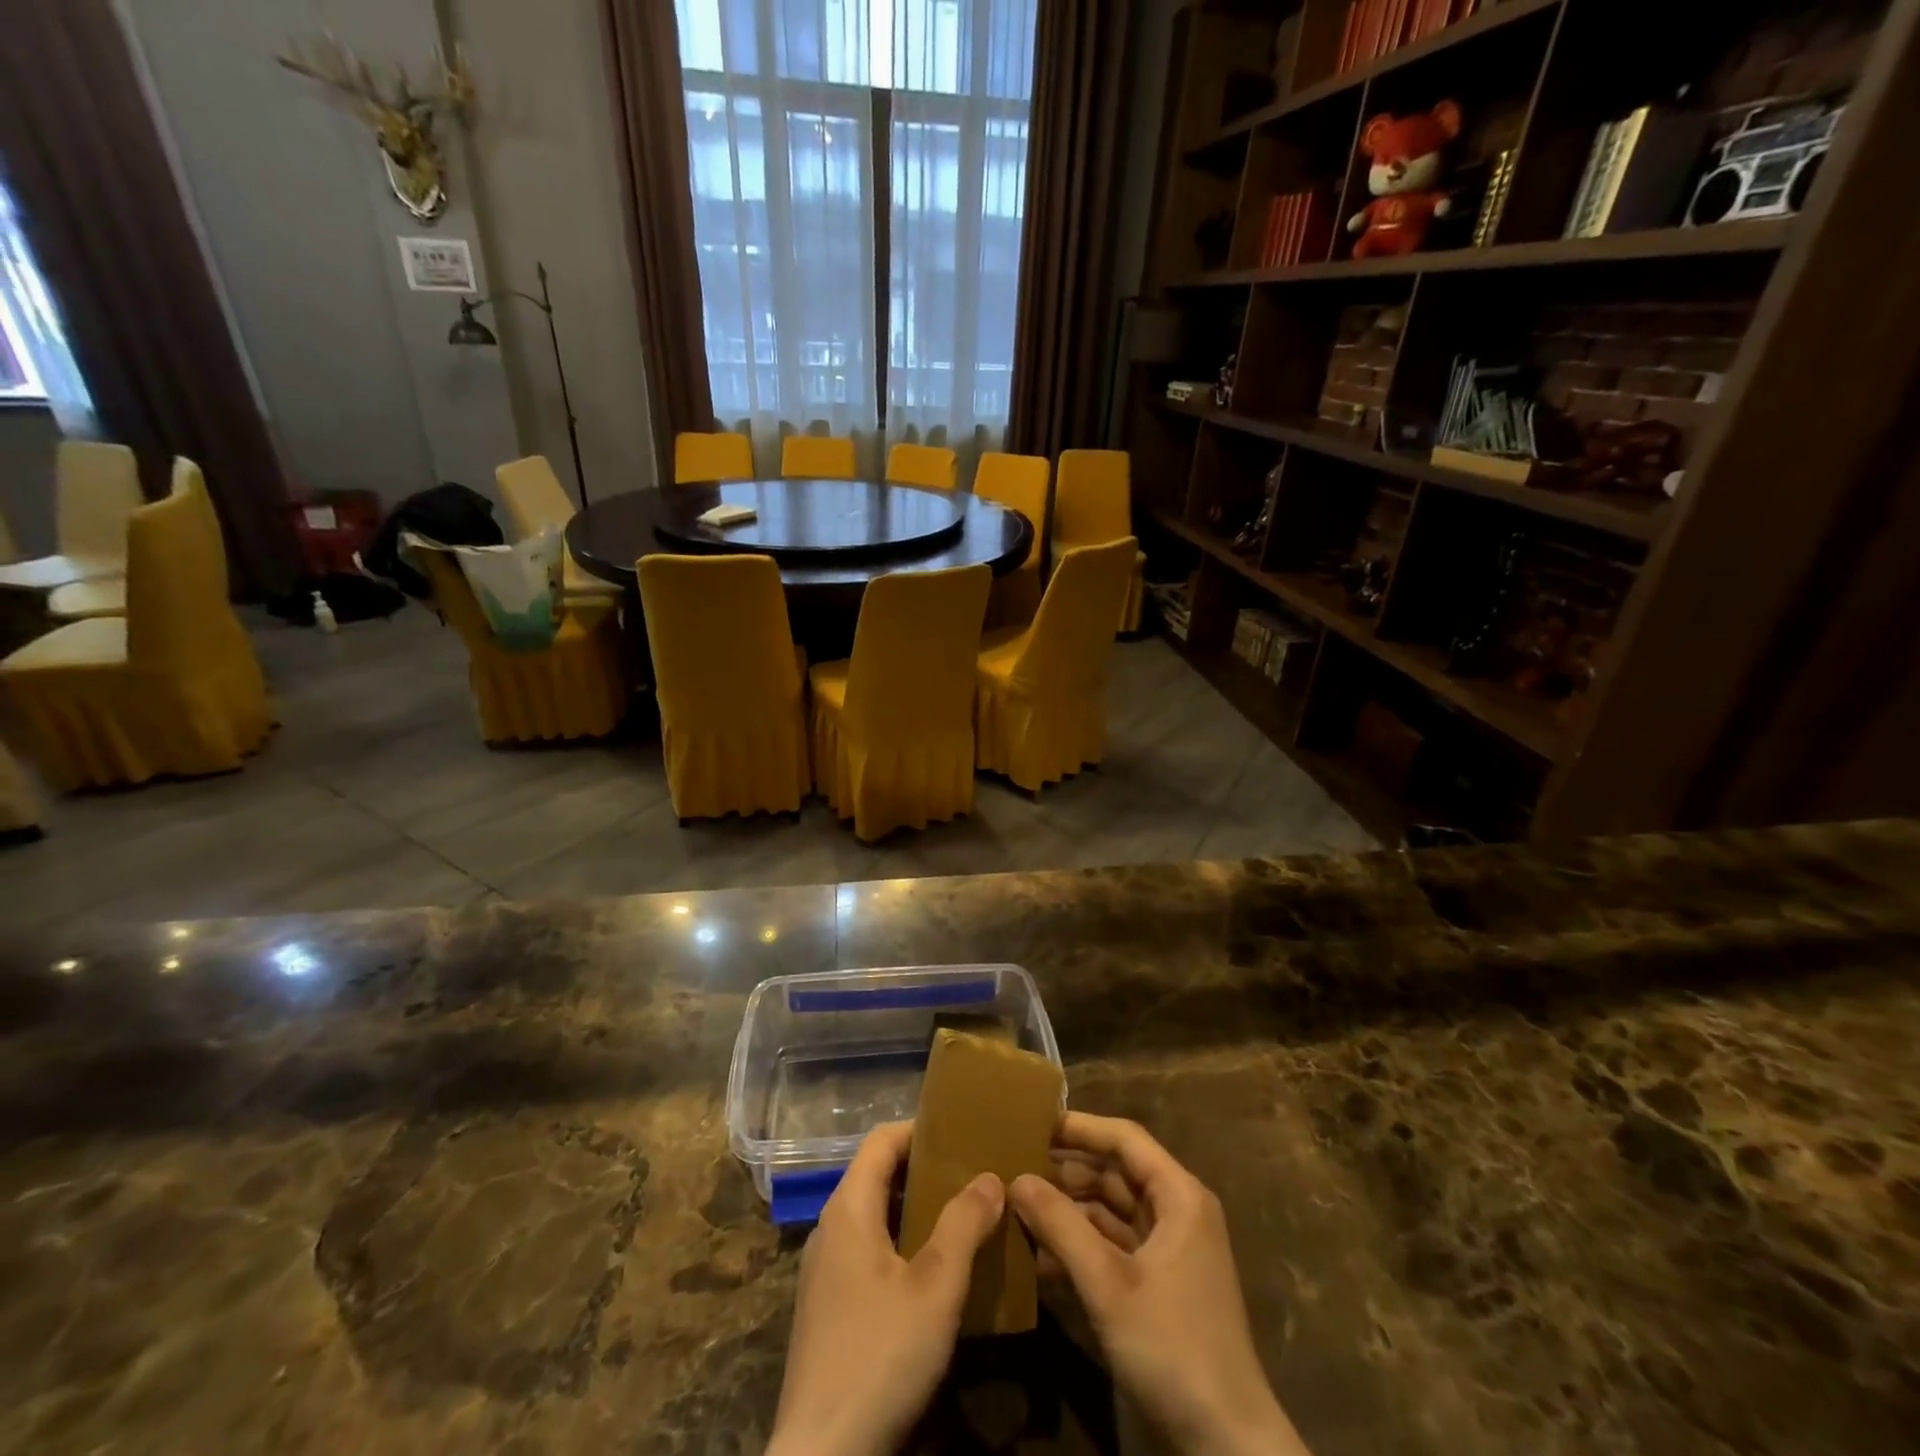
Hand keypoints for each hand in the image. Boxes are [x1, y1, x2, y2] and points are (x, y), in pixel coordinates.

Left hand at [767, 1121, 1005, 1455]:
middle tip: (973, 1174)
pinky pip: (868, 1251)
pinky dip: (902, 1244)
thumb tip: (990, 1176)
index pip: (881, 1140)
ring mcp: (825, 1270)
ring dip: (916, 1210)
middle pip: (877, 1175)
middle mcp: (830, 1228)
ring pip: (875, 1216)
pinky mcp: (829, 1308)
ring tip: (963, 1218)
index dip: (920, 1129)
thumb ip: (964, 1224)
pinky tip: (935, 1273)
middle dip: (925, 1170)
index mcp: (848, 1208)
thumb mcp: (936, 1287)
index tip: (962, 1132)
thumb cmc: (880, 1355)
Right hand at [1010, 1113, 1310, 1455]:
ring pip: (1111, 1212)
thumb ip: (1060, 1225)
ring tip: (1019, 1207)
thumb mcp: (1108, 1283)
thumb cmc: (1172, 1346)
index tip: (1033, 1124)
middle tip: (1015, 1166)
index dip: (1080, 1127)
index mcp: (1179, 1196)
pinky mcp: (1159, 1286)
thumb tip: (1016, 1178)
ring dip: (1069, 1211)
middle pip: (1116, 1173)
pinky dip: (1081, 1247)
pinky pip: (1114, 1247)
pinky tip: (1039, 1257)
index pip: (1125, 1139)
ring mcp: (1169, 1251)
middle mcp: (1177, 1212)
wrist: (1226, 1446)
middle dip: (1067, 1171)